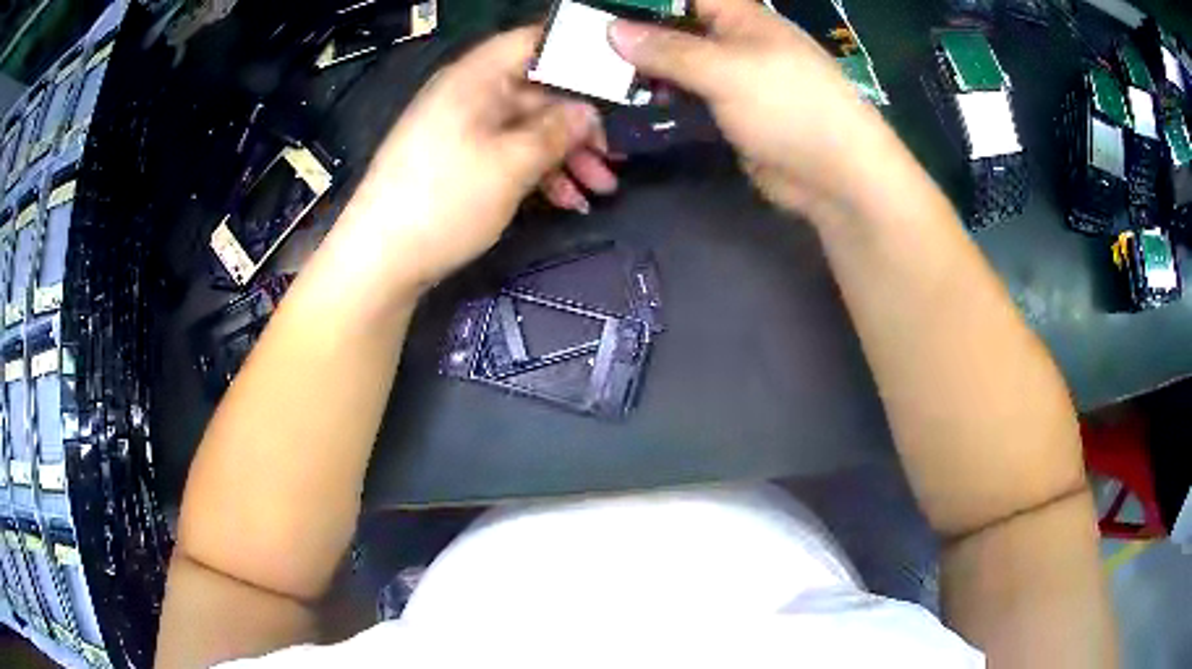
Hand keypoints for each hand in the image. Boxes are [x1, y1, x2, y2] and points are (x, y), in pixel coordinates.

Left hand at [338, 27, 605, 291]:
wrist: (379, 261)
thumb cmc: (444, 200)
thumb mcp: (511, 164)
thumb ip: (557, 131)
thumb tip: (588, 112)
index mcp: (476, 78)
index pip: (533, 41)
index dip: (577, 53)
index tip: (616, 79)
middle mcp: (470, 95)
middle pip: (537, 92)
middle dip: (580, 125)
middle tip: (615, 156)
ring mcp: (463, 130)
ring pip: (527, 129)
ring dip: (566, 156)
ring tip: (601, 189)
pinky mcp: (459, 163)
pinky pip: (508, 154)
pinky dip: (538, 173)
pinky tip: (568, 201)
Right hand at [607, 0, 906, 220]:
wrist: (837, 176)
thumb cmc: (791, 106)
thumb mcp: (727, 70)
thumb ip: (669, 50)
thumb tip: (612, 30)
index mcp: (740, 18)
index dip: (642, 0)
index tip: (597, 10)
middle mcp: (733, 42)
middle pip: (674, 29)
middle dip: (633, 37)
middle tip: (583, 49)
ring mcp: (732, 80)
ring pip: (677, 66)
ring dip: (642, 73)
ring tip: (595, 79)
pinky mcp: (729, 115)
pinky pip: (687, 100)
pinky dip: (660, 102)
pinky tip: (627, 108)